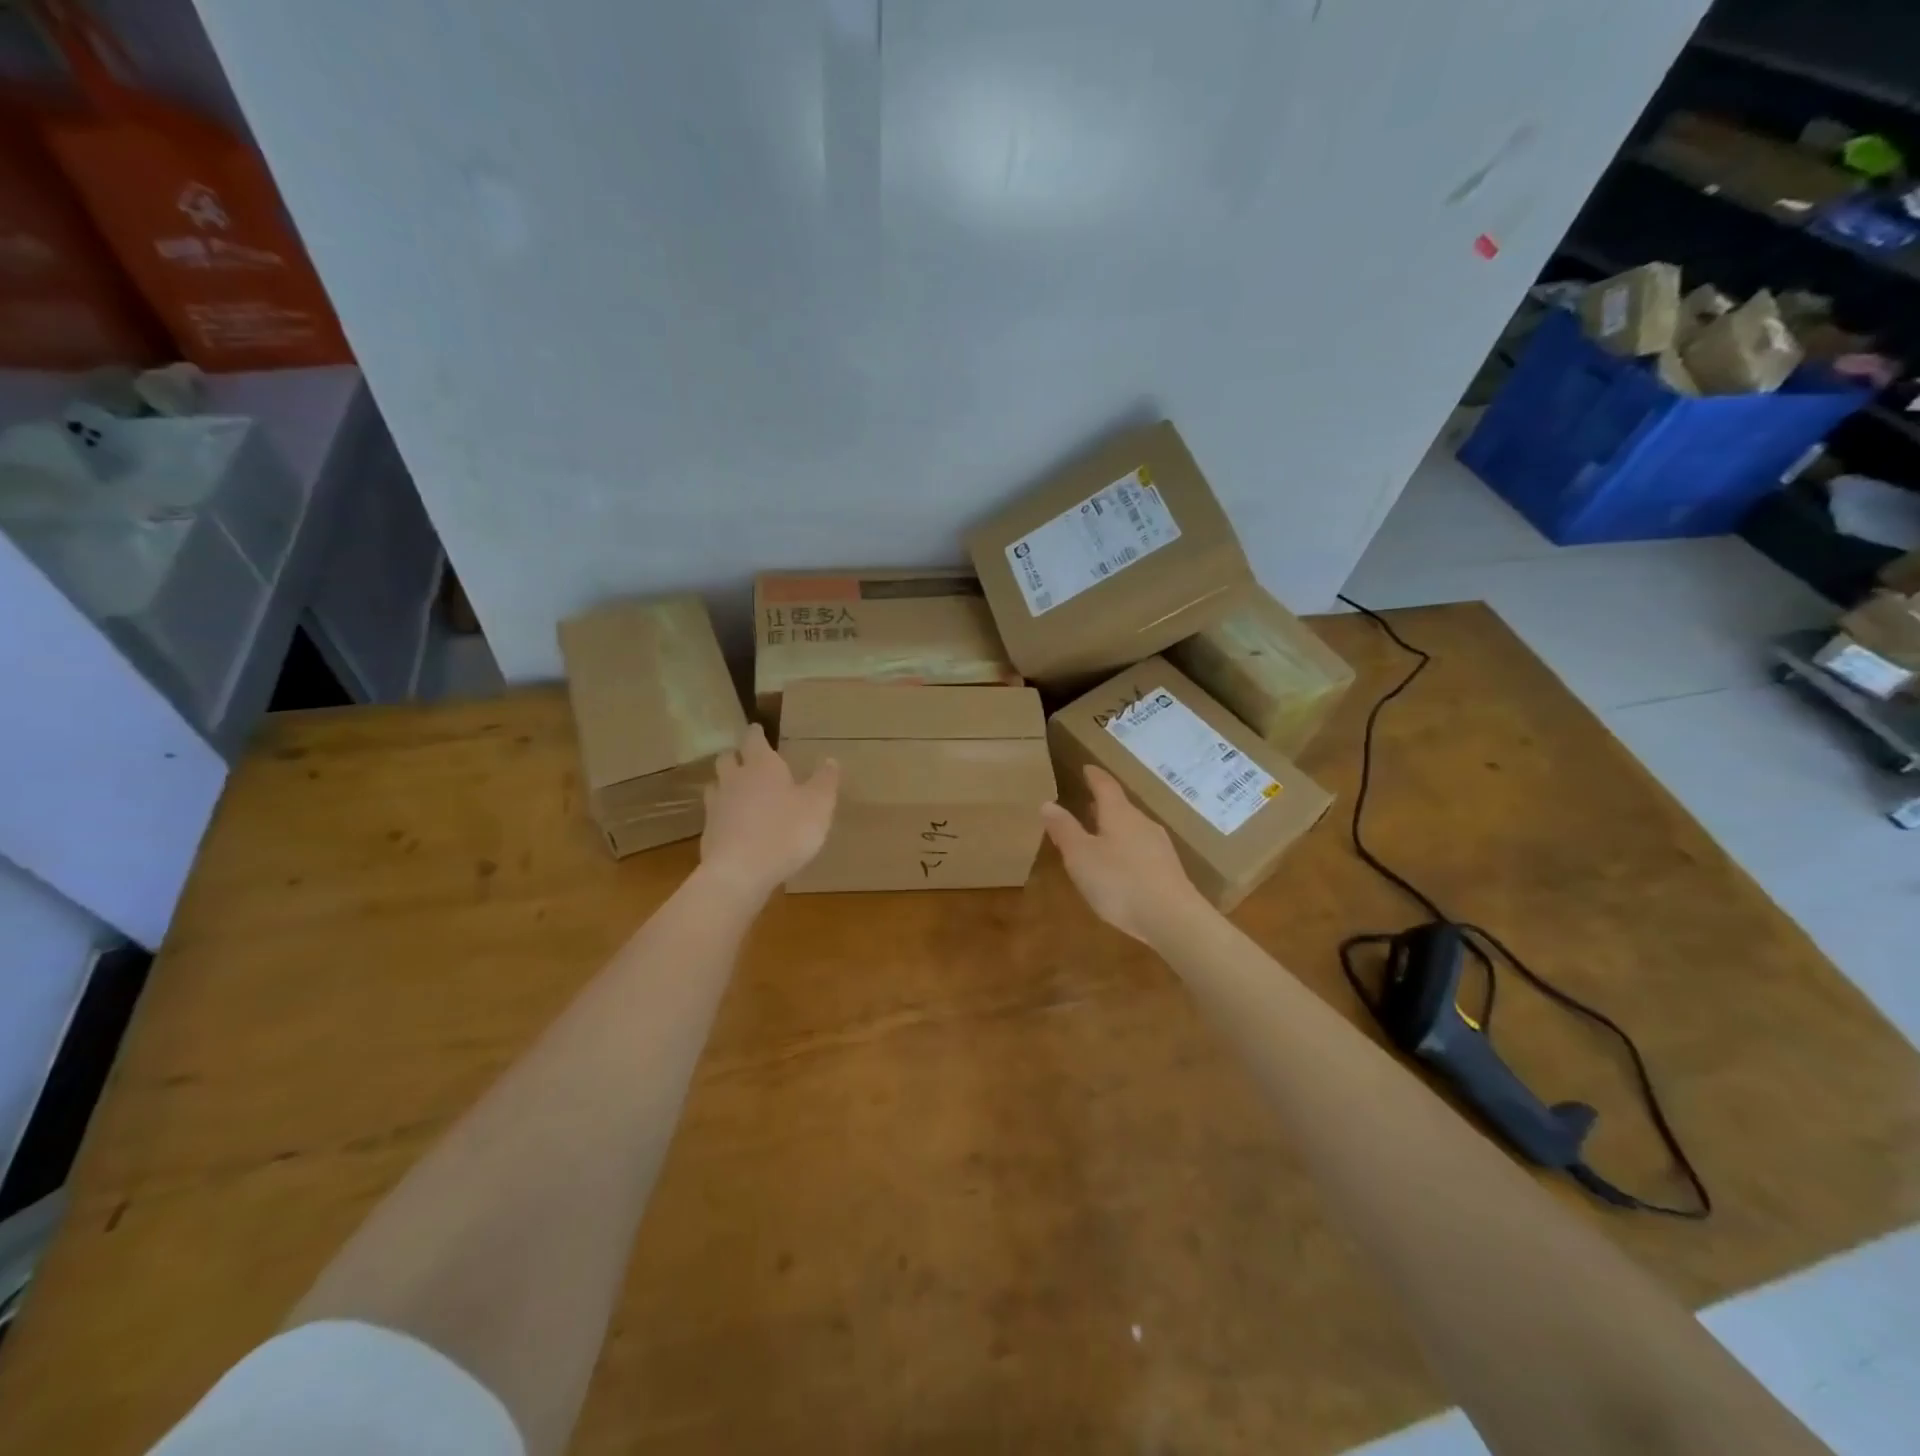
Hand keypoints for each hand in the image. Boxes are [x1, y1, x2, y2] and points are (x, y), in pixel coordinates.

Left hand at [700, 724, 838, 896]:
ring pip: (716, 785)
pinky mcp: (707, 833)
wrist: (740, 872)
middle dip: (736, 756)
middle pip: (727, 758)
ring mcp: (716, 806)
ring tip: (738, 792)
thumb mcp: (818, 806)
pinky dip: (724, 815)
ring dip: (726, 785)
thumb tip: (830, 760)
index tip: (758, 729)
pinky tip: (734, 826)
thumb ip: (825, 781)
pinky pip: (714, 815)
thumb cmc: (786, 831)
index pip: (753, 739)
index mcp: (762, 766)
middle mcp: (734, 779)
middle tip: (747, 760)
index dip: (756, 733)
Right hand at [1041, 765, 1211, 943]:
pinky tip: (1121, 863)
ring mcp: (1159, 846)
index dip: (1094, 776)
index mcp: (1119, 814)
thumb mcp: (1081, 856)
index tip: (1087, 768)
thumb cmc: (1120, 882)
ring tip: (1100, 832)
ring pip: (1133, 828)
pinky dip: (1126, 847)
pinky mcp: (1168, 869)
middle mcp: (1142, 823)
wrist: (1173, 918)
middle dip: (1104, 804)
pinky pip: (1142, 848)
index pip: (1106, 786)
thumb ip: (1064, 829)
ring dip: (1115, 826)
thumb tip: (1048, 803)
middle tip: (1088, 802)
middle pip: (1121, 806)